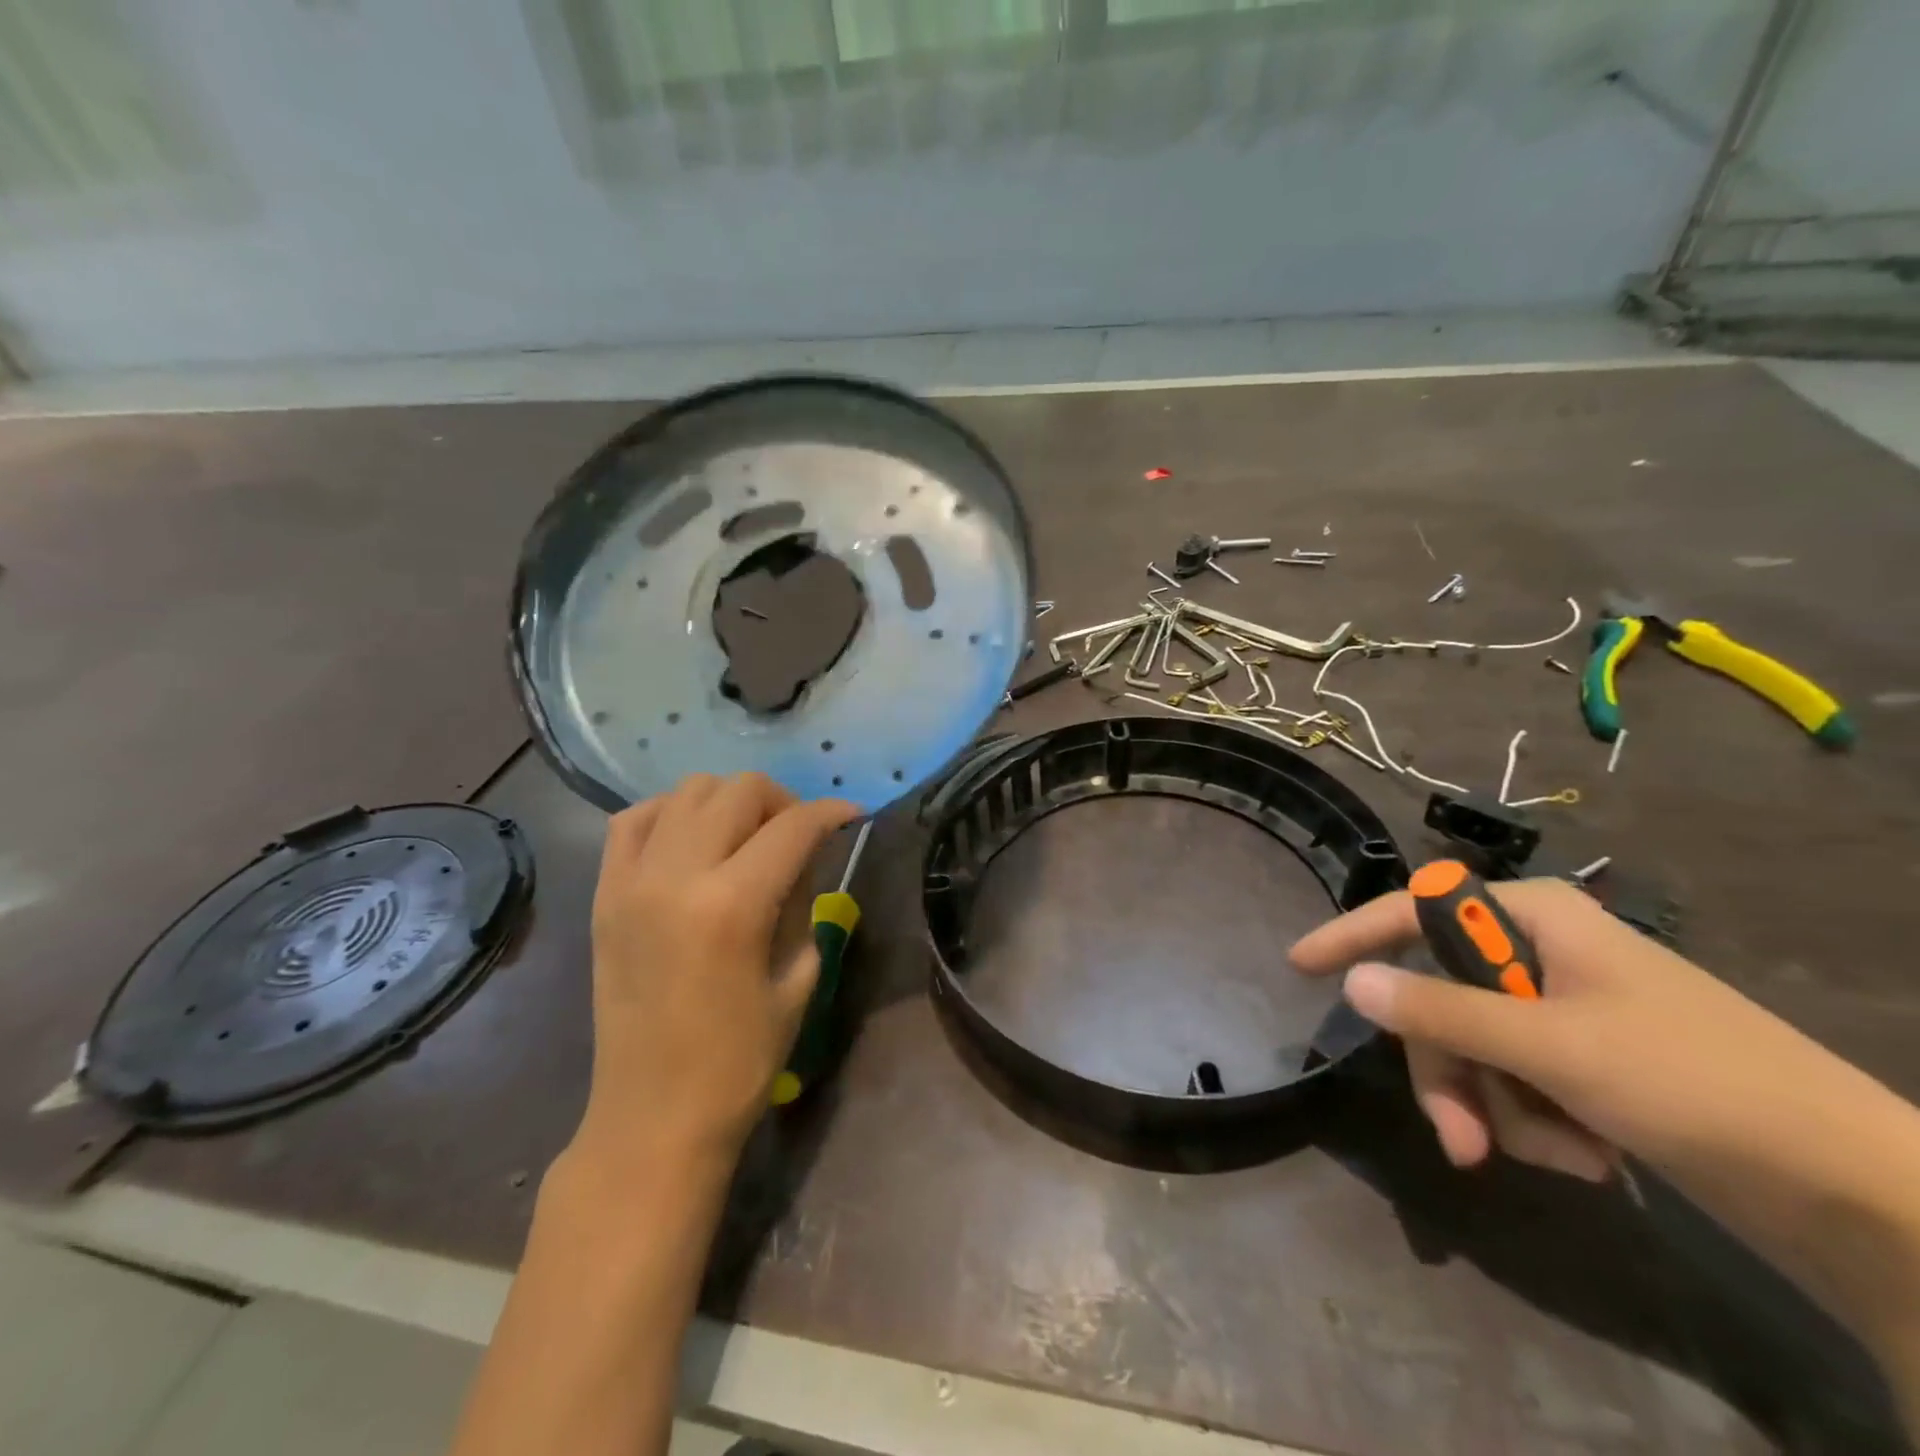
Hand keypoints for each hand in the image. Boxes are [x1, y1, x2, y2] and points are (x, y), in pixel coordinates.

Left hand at [573, 773, 857, 1172]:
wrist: (652, 1115)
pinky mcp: (604, 894)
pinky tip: (692, 839)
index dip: (831, 812)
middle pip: (739, 790)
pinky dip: (671, 814)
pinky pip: (633, 820)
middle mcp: (677, 877)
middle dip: (784, 800)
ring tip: (747, 834)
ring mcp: (631, 881)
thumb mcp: (798, 978)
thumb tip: (806, 855)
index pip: (793, 827)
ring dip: (730, 801)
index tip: (851, 815)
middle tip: (799, 833)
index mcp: (733, 906)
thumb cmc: (739, 1060)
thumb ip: (804, 902)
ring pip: (688, 791)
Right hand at [1290, 878, 1884, 1189]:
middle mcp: (1541, 951)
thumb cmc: (1696, 1085)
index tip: (1300, 965)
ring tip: (1558, 1159)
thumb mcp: (1552, 1047)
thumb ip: (1441, 1012)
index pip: (1413, 911)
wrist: (1858, 1191)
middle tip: (1461, 1141)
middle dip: (1449, 1073)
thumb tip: (1352, 982)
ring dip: (1497, 1109)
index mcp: (1534, 917)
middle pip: (1441, 998)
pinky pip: (1516, 1080)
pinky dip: (1535, 1123)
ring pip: (1475, 1048)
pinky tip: (1586, 1159)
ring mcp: (1564, 1008)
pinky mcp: (1588, 1060)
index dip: (1353, 936)